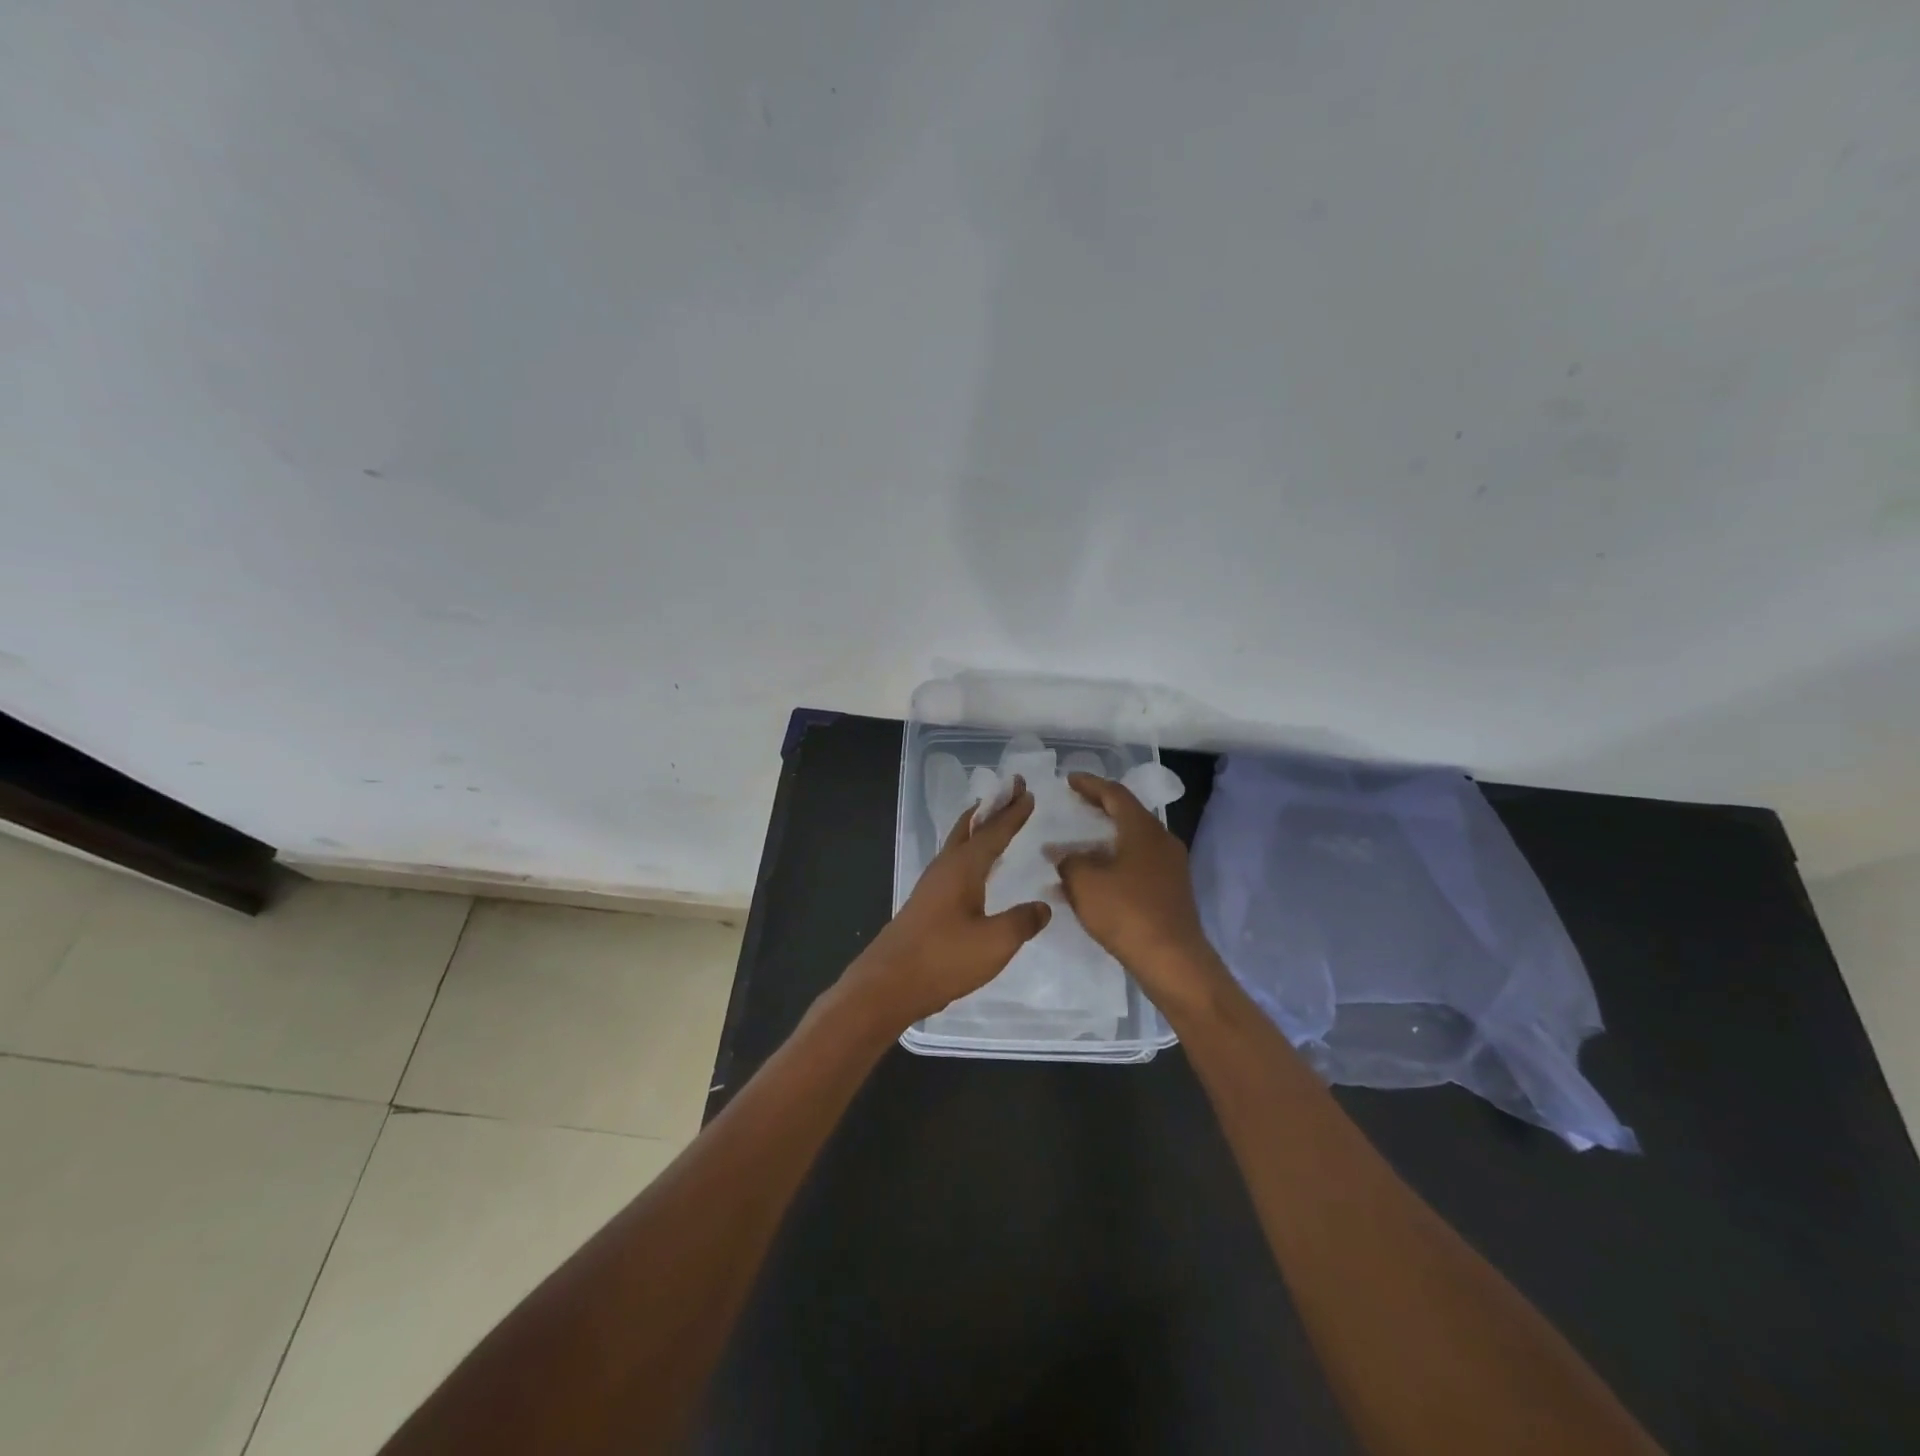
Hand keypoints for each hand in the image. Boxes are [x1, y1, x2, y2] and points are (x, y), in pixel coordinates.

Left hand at [843, 779, 1051, 1029]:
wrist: (888, 984)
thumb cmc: (943, 959)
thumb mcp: (994, 943)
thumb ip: (1022, 922)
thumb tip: (1043, 906)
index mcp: (963, 868)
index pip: (994, 833)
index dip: (1013, 814)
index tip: (1029, 793)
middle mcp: (945, 867)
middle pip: (970, 827)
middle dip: (992, 809)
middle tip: (1012, 790)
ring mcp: (931, 885)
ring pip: (958, 843)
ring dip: (978, 827)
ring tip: (993, 819)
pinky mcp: (926, 903)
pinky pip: (953, 862)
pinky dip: (969, 850)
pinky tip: (975, 867)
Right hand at [1050, 772, 1230, 1017]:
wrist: (1173, 961)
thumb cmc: (1127, 912)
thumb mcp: (1085, 882)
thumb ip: (1069, 861)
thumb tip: (1065, 856)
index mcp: (1143, 829)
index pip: (1115, 794)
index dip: (1090, 785)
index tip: (1070, 779)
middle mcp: (1162, 841)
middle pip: (1127, 816)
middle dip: (1099, 809)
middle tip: (1075, 804)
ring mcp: (1170, 868)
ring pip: (1131, 843)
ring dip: (1102, 842)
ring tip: (1074, 846)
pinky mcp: (1170, 892)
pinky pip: (1136, 866)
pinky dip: (1112, 864)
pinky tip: (1091, 881)